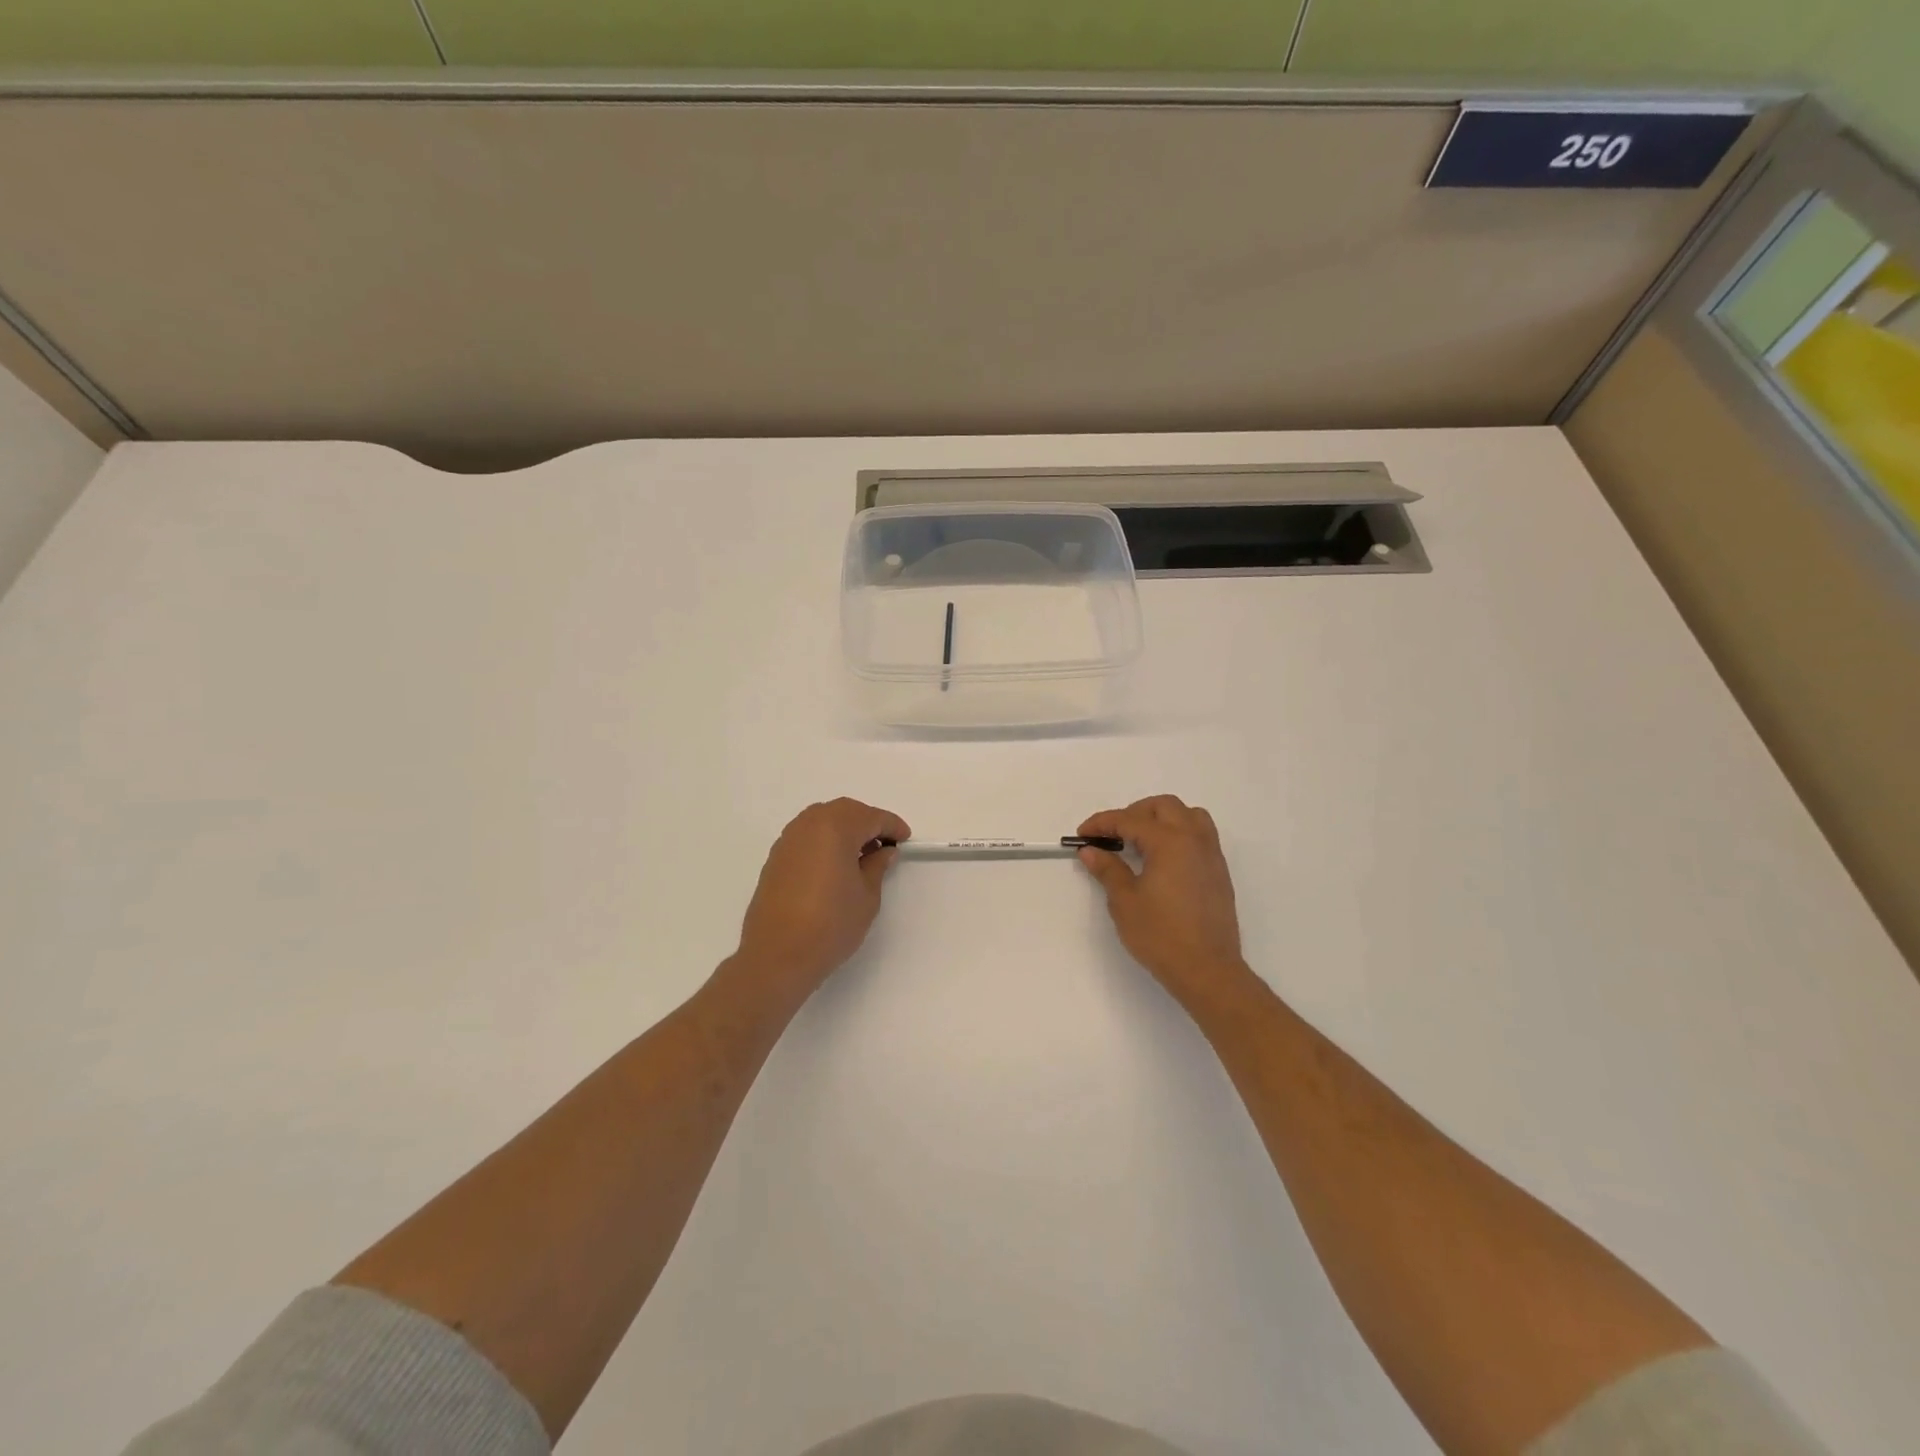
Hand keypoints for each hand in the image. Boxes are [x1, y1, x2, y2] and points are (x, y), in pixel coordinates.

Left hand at [730, 798, 910, 1005]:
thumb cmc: (831, 924)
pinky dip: (825, 841)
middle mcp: (808, 825)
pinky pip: (807, 836)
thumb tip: (883, 852)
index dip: (891, 826)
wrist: (777, 955)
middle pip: (844, 811)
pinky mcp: (775, 858)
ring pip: (822, 820)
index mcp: (835, 828)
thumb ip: (876, 866)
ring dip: (844, 829)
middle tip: (884, 845)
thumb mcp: (867, 897)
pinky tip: (834, 865)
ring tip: (860, 855)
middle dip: (867, 822)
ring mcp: (788, 841)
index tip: (905, 839)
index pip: (870, 817)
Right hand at [1077, 795, 1251, 1009]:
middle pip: (1164, 806)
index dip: (1102, 823)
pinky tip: (1163, 859)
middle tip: (1112, 834)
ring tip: (1141, 840)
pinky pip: (1200, 835)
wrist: (1208, 970)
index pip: (1130, 820)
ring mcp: (1211, 855)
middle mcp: (1194, 840)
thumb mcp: (1125, 902)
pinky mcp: (1219, 872)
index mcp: (1169, 842)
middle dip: (1134, 813)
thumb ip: (1108, 870)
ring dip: (1162, 818)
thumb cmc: (1161, 935)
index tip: (1083, 834)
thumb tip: (1091, 851)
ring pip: (1189, 815)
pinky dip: (1179, 834)